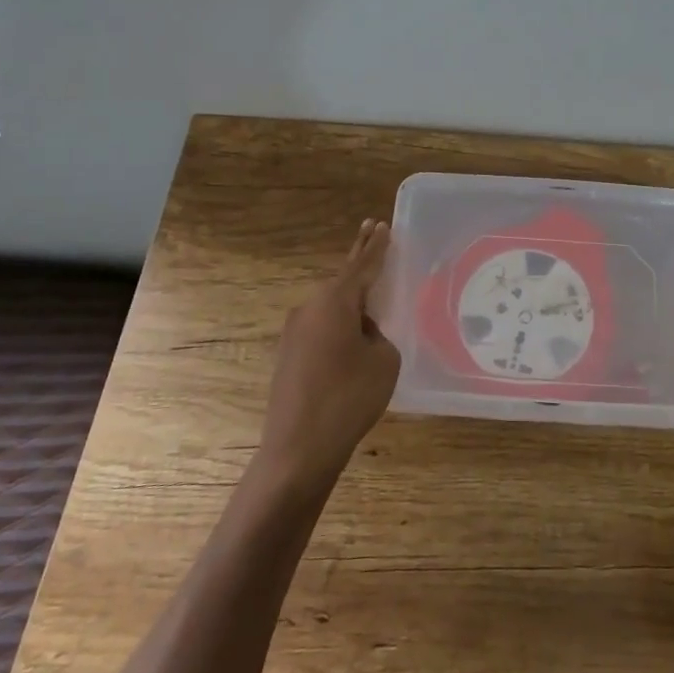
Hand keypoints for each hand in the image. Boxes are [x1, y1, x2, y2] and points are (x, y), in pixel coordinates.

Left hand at [259, 219, 400, 499]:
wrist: (299, 448)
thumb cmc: (349, 397)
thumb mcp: (383, 360)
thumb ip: (377, 334)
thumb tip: (361, 332)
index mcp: (334, 302)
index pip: (361, 265)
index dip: (376, 246)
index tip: (382, 225)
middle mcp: (310, 308)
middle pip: (342, 278)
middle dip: (359, 255)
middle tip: (371, 229)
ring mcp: (295, 332)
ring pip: (331, 304)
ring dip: (351, 296)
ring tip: (373, 290)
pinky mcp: (290, 354)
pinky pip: (322, 325)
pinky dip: (340, 320)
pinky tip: (354, 333)